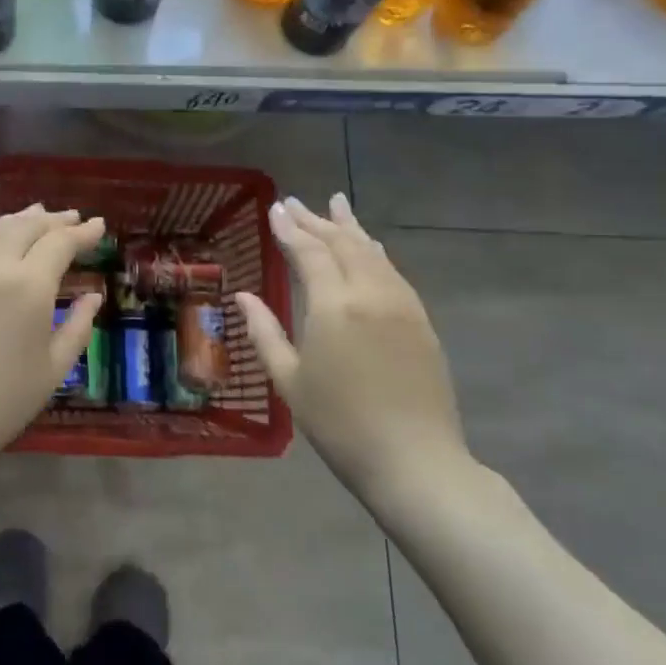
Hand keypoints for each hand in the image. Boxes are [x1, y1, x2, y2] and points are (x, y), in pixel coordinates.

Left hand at [0, 204, 105, 504]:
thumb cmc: (1, 402)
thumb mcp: (53, 369)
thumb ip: (78, 327)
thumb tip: (93, 296)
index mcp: (29, 285)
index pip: (60, 243)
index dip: (83, 233)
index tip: (98, 226)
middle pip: (28, 226)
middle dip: (54, 220)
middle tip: (73, 219)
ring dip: (20, 218)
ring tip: (37, 214)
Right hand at [233, 194, 470, 513]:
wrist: (415, 461)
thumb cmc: (340, 425)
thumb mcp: (289, 380)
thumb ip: (264, 332)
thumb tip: (244, 297)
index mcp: (333, 306)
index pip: (309, 252)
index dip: (290, 229)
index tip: (276, 208)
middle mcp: (370, 293)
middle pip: (342, 244)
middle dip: (316, 221)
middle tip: (296, 203)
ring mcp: (401, 305)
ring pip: (372, 252)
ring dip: (350, 228)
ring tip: (335, 206)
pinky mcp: (421, 320)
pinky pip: (393, 272)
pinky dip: (375, 252)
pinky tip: (370, 246)